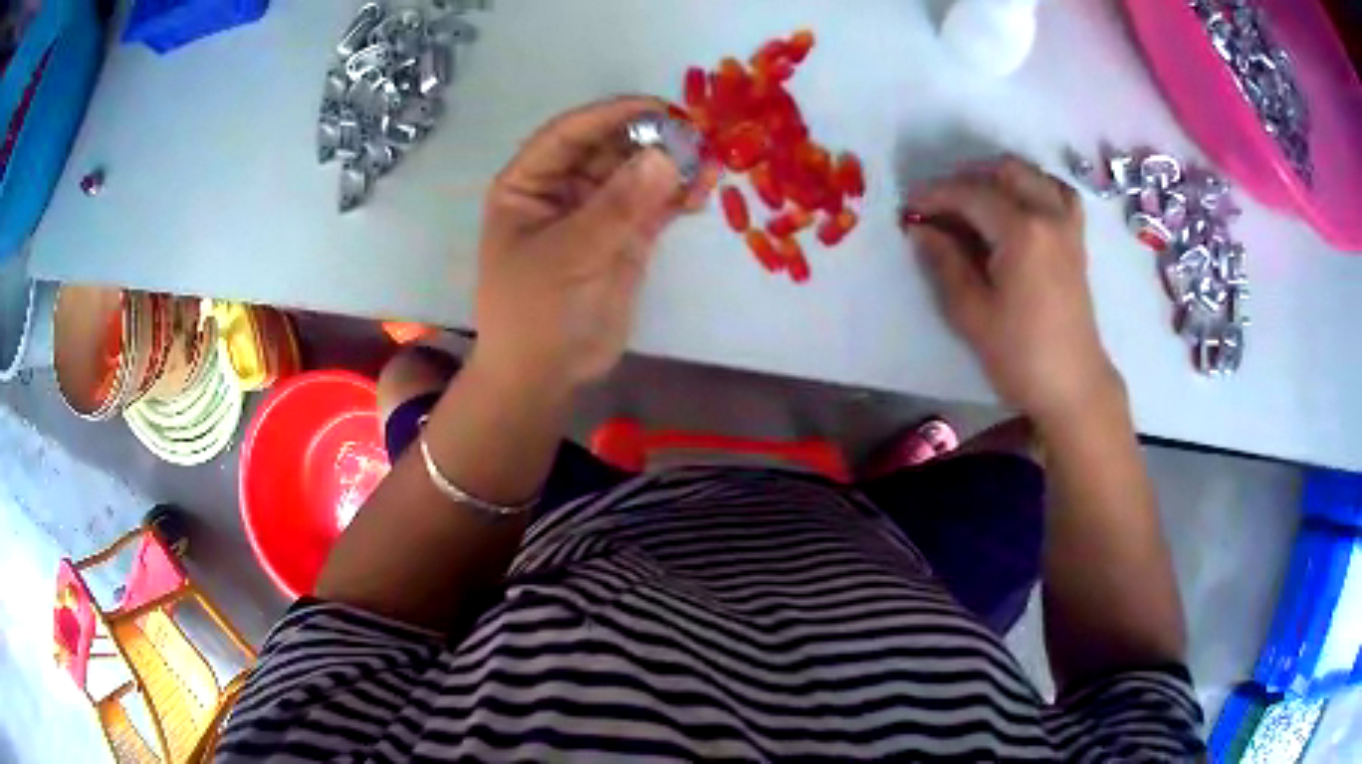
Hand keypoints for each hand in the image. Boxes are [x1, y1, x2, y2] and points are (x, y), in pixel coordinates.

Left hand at [472, 96, 716, 392]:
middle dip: (650, 140)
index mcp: (528, 184)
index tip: (660, 108)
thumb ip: (619, 204)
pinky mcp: (625, 237)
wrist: (546, 376)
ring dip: (671, 166)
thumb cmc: (536, 312)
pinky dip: (678, 196)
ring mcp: (597, 213)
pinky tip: (703, 190)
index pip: (569, 134)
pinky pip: (654, 205)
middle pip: (609, 148)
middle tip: (696, 137)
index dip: (612, 115)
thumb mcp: (571, 253)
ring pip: (637, 174)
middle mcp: (562, 190)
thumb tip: (667, 156)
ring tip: (710, 163)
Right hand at [905, 156, 1122, 424]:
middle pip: (1004, 170)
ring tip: (975, 202)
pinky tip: (1019, 206)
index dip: (934, 196)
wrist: (1073, 386)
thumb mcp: (972, 314)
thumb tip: (920, 229)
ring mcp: (1067, 225)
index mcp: (1022, 231)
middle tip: (940, 206)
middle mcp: (1048, 215)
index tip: (908, 208)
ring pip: (1032, 175)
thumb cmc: (1020, 356)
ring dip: (999, 178)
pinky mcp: (1076, 239)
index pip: (970, 194)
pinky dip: (1035, 187)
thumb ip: (944, 262)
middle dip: (966, 179)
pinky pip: (1057, 193)